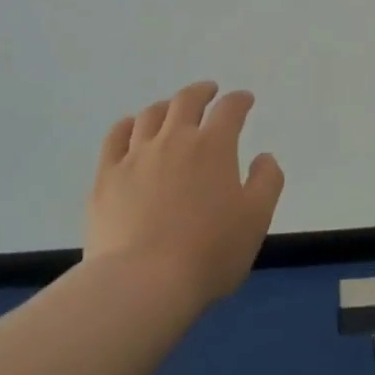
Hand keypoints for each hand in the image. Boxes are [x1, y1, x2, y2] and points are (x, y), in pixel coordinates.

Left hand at [85, 81, 284, 304]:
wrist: (142, 283)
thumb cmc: (208, 252)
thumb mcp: (256, 219)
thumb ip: (267, 182)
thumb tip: (264, 156)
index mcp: (213, 146)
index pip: (230, 110)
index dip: (239, 100)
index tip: (245, 100)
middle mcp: (174, 140)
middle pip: (186, 101)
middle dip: (201, 92)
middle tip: (208, 91)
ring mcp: (136, 156)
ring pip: (150, 115)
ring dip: (165, 106)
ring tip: (171, 109)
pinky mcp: (107, 177)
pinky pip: (115, 138)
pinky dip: (127, 125)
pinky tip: (130, 127)